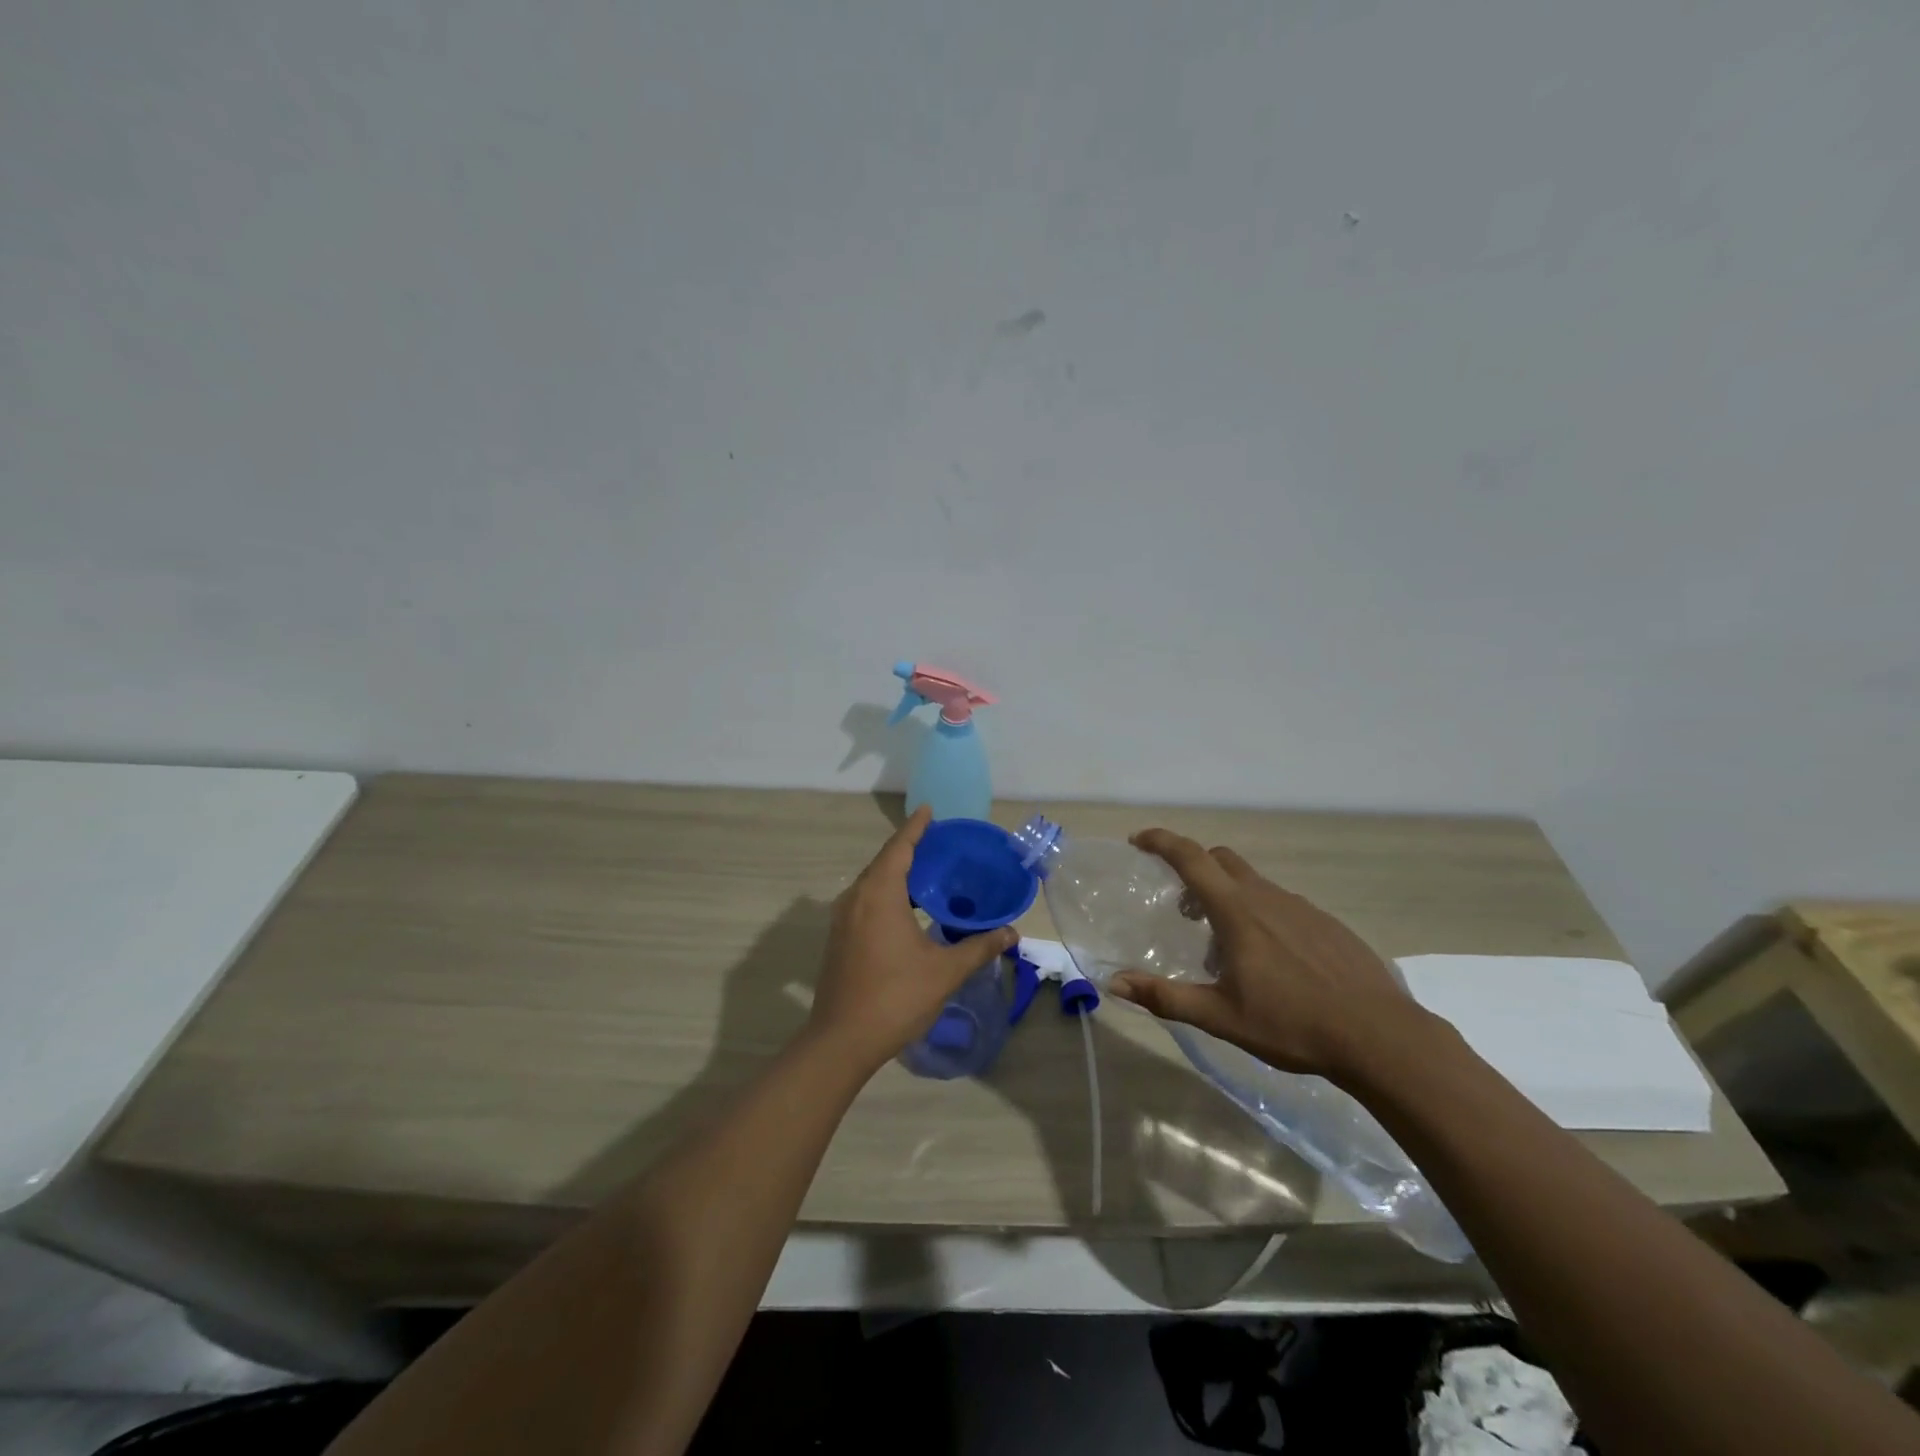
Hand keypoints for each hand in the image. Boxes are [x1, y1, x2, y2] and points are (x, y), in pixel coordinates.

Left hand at [809, 806, 1017, 1073]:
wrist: (842, 1040)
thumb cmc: (895, 997)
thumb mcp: (945, 971)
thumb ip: (978, 947)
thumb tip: (1011, 933)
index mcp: (879, 895)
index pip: (899, 848)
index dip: (915, 827)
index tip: (929, 810)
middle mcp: (856, 898)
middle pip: (884, 862)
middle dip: (909, 848)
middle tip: (939, 842)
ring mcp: (843, 919)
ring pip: (872, 883)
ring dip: (897, 872)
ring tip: (928, 872)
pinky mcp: (839, 938)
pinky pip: (865, 901)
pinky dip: (887, 893)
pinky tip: (908, 908)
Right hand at [1108, 828, 1436, 1081]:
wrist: (1380, 1036)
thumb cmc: (1292, 1024)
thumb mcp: (1220, 1016)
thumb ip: (1165, 997)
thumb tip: (1114, 982)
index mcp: (1236, 911)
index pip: (1190, 858)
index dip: (1161, 842)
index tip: (1138, 840)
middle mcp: (1266, 897)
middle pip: (1221, 860)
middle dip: (1194, 870)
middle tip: (1183, 909)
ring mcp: (1302, 907)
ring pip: (1252, 884)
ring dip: (1228, 899)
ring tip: (1226, 949)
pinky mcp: (1327, 924)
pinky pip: (1281, 905)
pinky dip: (1261, 915)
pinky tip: (1271, 961)